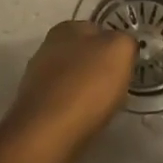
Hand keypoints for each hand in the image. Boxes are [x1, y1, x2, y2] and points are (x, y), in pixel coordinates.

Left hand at [0, 20, 135, 156]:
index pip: (97, 29)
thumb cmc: (87, 85)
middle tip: (118, 86)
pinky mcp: (36, 107)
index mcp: (64, 29)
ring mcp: (37, 79)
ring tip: (103, 106)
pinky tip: (85, 119)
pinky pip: (64, 101)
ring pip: (73, 78)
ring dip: (87, 89)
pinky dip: (76, 109)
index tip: (126, 66)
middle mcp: (46, 48)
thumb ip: (125, 41)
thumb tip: (122, 46)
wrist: (49, 133)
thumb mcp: (120, 50)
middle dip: (99, 68)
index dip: (115, 46)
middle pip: (83, 55)